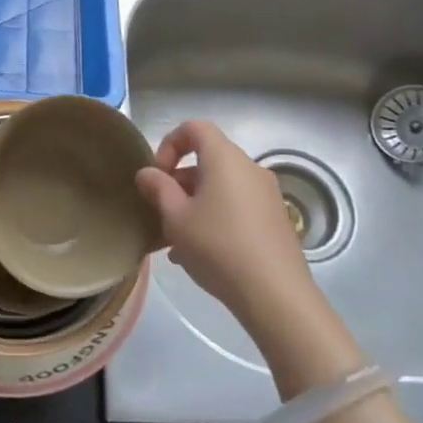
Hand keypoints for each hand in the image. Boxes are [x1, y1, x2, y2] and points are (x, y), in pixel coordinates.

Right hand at [135, 120, 319, 338]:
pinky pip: (237, 206)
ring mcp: (267, 195)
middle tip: (162, 212)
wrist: (275, 294)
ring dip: (195, 203)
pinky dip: (216, 217)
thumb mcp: (176, 218)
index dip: (170, 144)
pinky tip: (201, 254)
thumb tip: (147, 172)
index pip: (195, 128)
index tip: (158, 175)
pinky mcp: (276, 220)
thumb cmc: (218, 246)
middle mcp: (250, 168)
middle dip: (180, 181)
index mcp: (225, 159)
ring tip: (176, 240)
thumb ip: (158, 189)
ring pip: (221, 187)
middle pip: (208, 159)